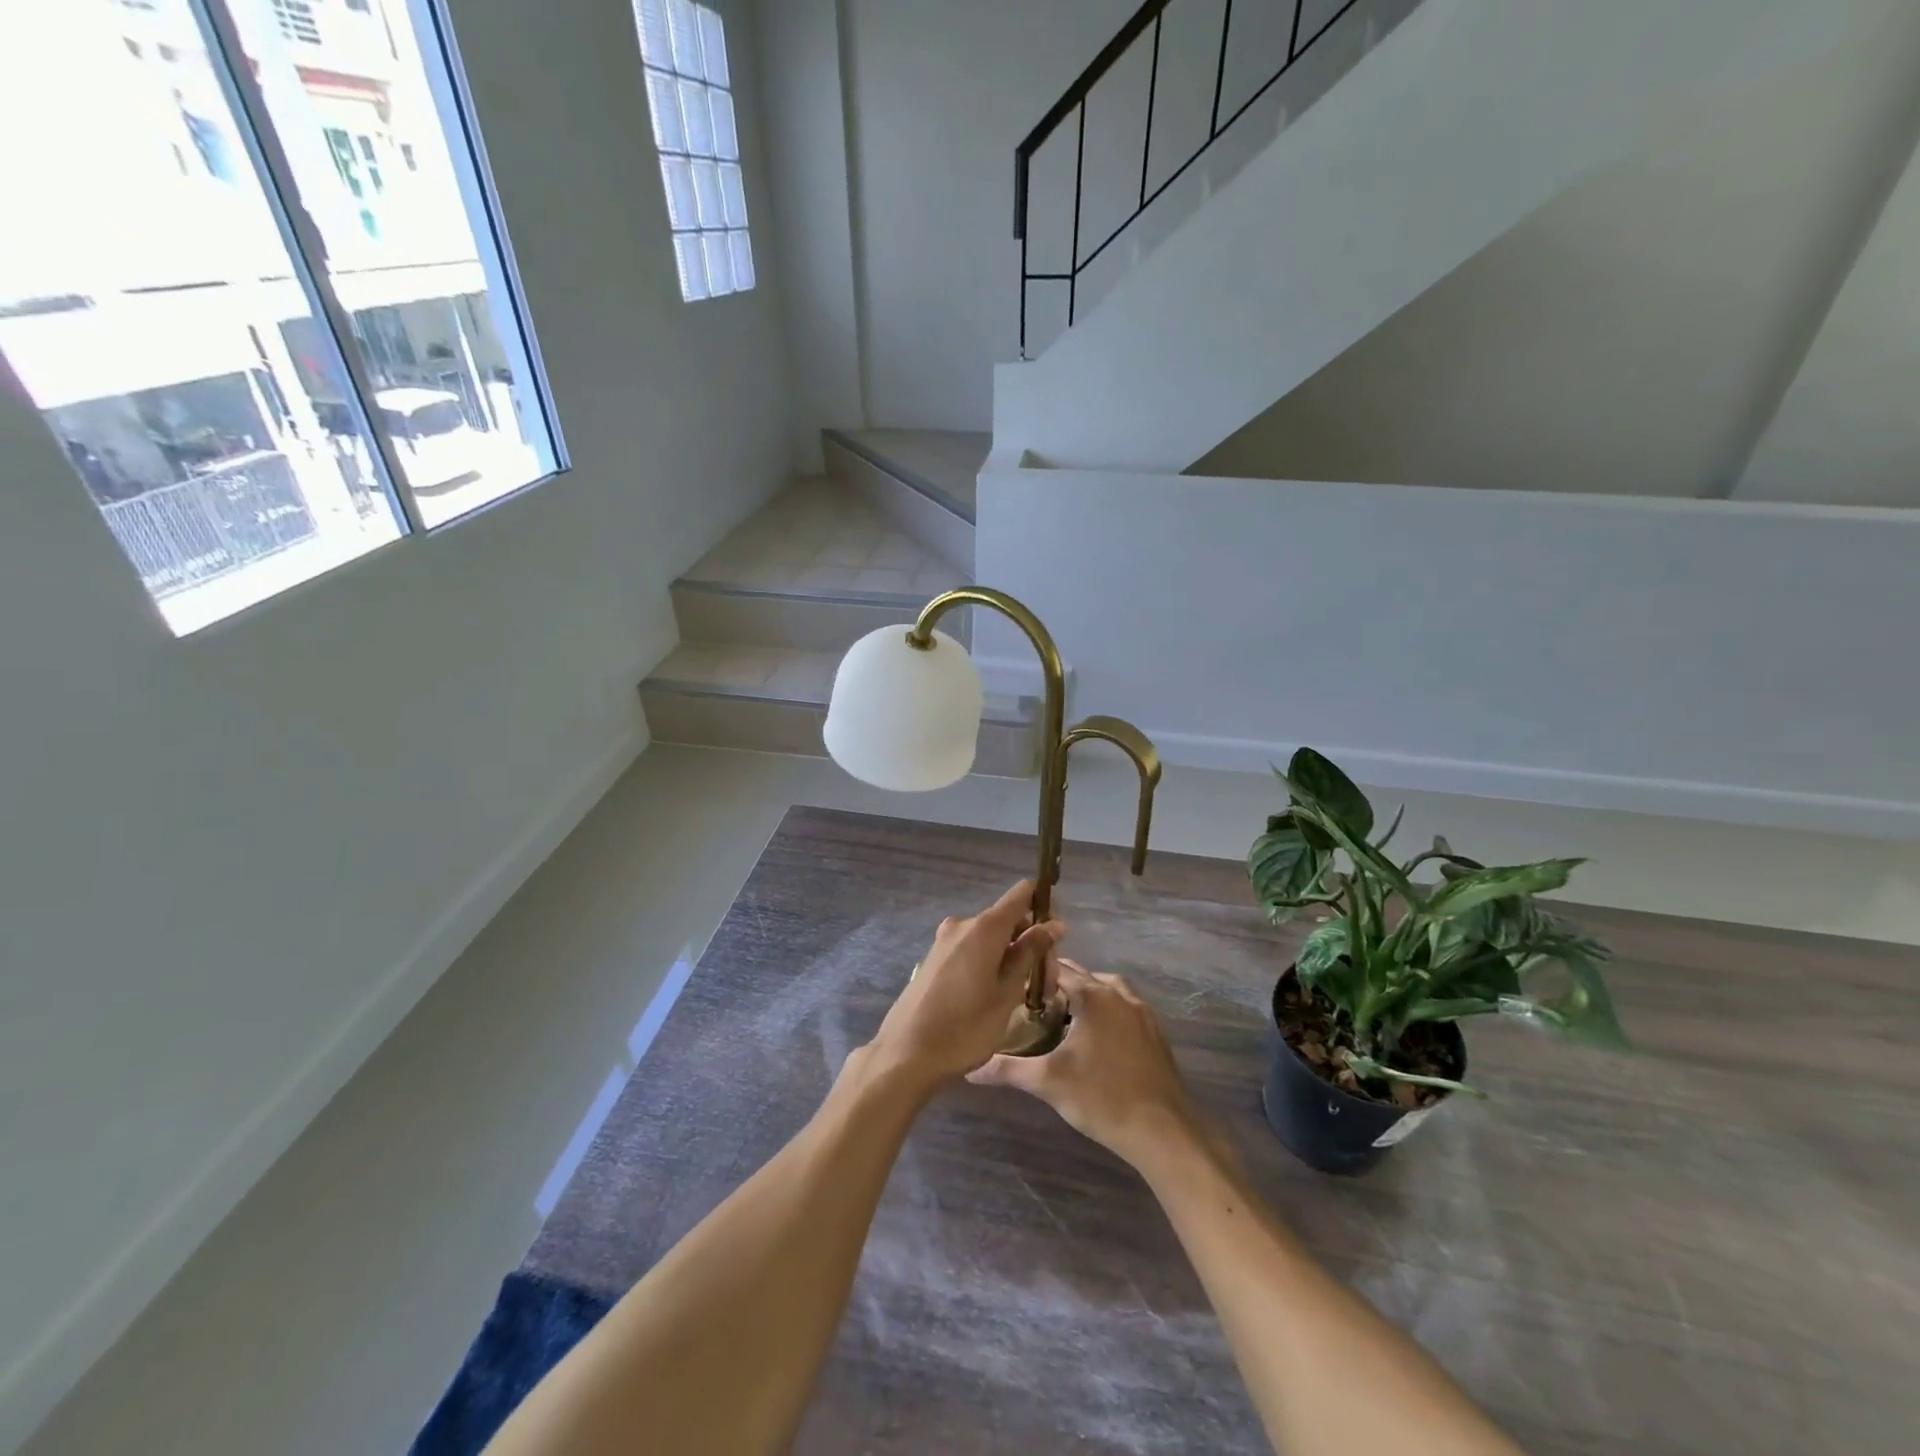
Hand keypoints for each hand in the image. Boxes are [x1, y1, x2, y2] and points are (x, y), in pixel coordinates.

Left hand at [866, 880, 1063, 1089]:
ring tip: (1025, 998)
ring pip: (992, 938)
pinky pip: (973, 949)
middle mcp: (963, 924)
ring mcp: (945, 940)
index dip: (1045, 905)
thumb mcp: (1007, 993)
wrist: (906, 1054)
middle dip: (1032, 944)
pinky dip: (992, 962)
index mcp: (984, 927)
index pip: (1023, 893)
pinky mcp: (935, 958)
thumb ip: (1030, 953)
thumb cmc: (965, 1028)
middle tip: (1046, 987)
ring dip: (1013, 957)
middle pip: (1009, 920)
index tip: (1058, 938)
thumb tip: (1053, 924)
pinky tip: (997, 996)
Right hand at [970, 959, 1203, 1172]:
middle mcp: (1120, 994)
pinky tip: (1094, 1039)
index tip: (1015, 987)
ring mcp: (1143, 1012)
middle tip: (1032, 1006)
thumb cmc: (1102, 1098)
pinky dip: (1107, 1012)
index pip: (1059, 969)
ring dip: (1086, 997)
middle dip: (1059, 986)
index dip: (1036, 975)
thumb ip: (1007, 1069)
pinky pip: (1125, 1009)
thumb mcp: (1048, 1082)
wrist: (1163, 1131)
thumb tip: (970, 1069)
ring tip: (1063, 1020)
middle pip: (1084, 977)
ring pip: (1107, 991)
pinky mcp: (1156, 1033)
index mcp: (1095, 995)